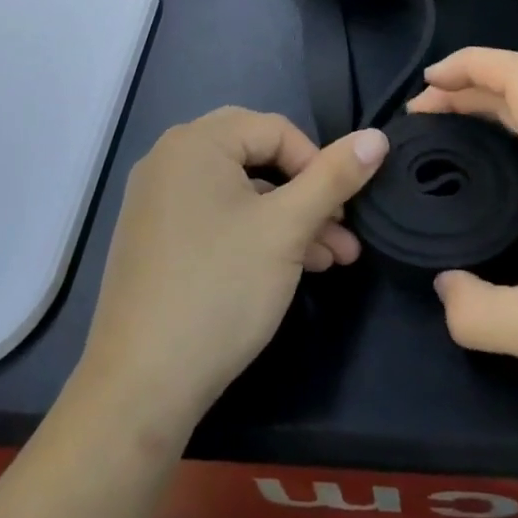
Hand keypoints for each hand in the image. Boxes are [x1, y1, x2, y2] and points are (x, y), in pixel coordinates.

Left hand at [77, 108, 388, 439]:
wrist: (140, 387)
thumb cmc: (220, 290)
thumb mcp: (287, 229)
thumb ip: (334, 177)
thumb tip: (377, 137)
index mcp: (195, 142)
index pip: (275, 129)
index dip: (318, 164)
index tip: (343, 210)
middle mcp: (170, 160)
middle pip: (258, 158)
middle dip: (308, 193)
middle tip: (342, 229)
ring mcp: (157, 201)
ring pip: (241, 193)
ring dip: (290, 220)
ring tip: (334, 259)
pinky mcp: (156, 239)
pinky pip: (217, 218)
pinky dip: (256, 235)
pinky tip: (293, 269)